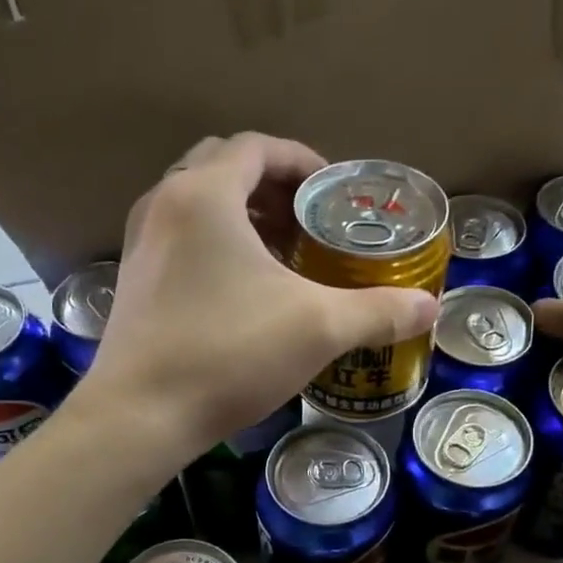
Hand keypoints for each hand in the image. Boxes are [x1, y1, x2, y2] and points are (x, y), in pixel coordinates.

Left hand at [80, 133, 439, 454]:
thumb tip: (430, 308)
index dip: (301, 160)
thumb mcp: (318, 329)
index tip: (331, 191)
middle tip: (308, 222)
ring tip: (281, 254)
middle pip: (222, 167)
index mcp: (204, 194)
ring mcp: (140, 244)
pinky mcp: (133, 282)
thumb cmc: (229, 354)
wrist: (141, 415)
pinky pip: (179, 240)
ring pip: (196, 205)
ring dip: (241, 215)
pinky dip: (214, 246)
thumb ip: (377, 311)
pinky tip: (242, 291)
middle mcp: (164, 205)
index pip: (257, 147)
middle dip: (271, 186)